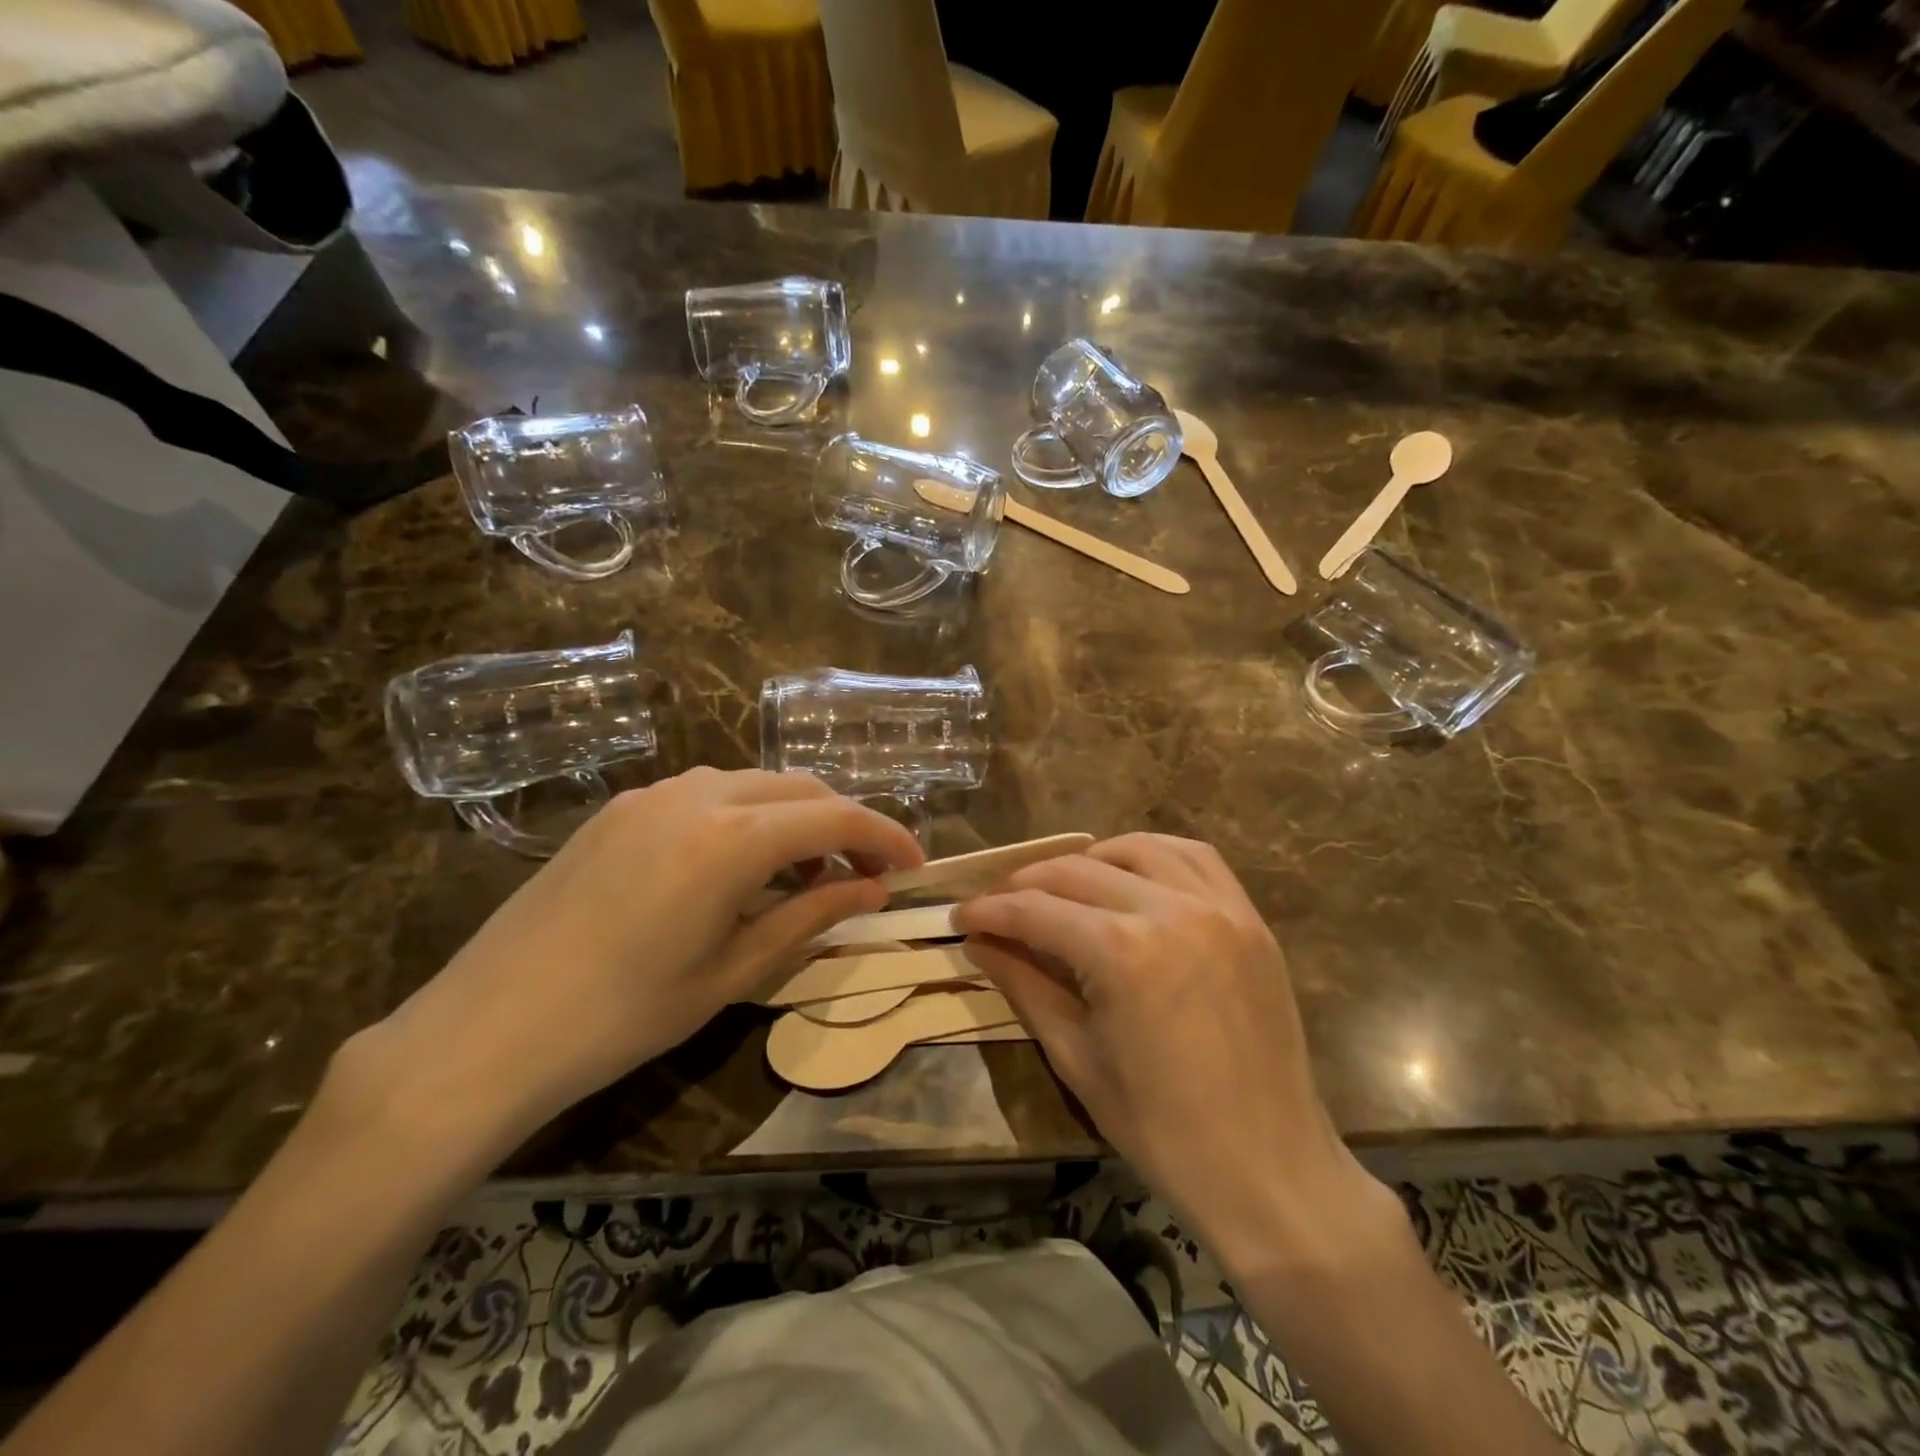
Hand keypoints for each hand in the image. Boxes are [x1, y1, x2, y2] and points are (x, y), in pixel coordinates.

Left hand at [339, 768, 921, 1162]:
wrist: (486, 1030)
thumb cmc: (624, 1015)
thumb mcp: (734, 971)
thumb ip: (812, 916)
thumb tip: (874, 890)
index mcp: (732, 838)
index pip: (837, 817)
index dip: (886, 837)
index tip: (914, 866)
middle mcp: (698, 794)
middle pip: (801, 788)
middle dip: (845, 825)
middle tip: (865, 876)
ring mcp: (652, 794)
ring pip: (754, 783)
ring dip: (795, 818)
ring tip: (805, 875)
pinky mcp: (620, 807)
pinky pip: (707, 792)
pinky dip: (747, 816)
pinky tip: (740, 865)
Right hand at [955, 834, 1397, 1275]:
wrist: (1269, 1169)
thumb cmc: (1162, 1130)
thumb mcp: (1077, 1057)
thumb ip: (1025, 985)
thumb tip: (979, 943)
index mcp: (1121, 953)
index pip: (1035, 911)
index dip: (989, 911)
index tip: (960, 916)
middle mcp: (1169, 910)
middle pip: (1076, 871)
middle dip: (1026, 884)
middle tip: (998, 906)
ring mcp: (1217, 908)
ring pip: (1135, 850)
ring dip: (1088, 861)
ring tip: (1062, 888)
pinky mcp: (1248, 917)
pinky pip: (1195, 858)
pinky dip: (1153, 856)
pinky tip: (1132, 876)